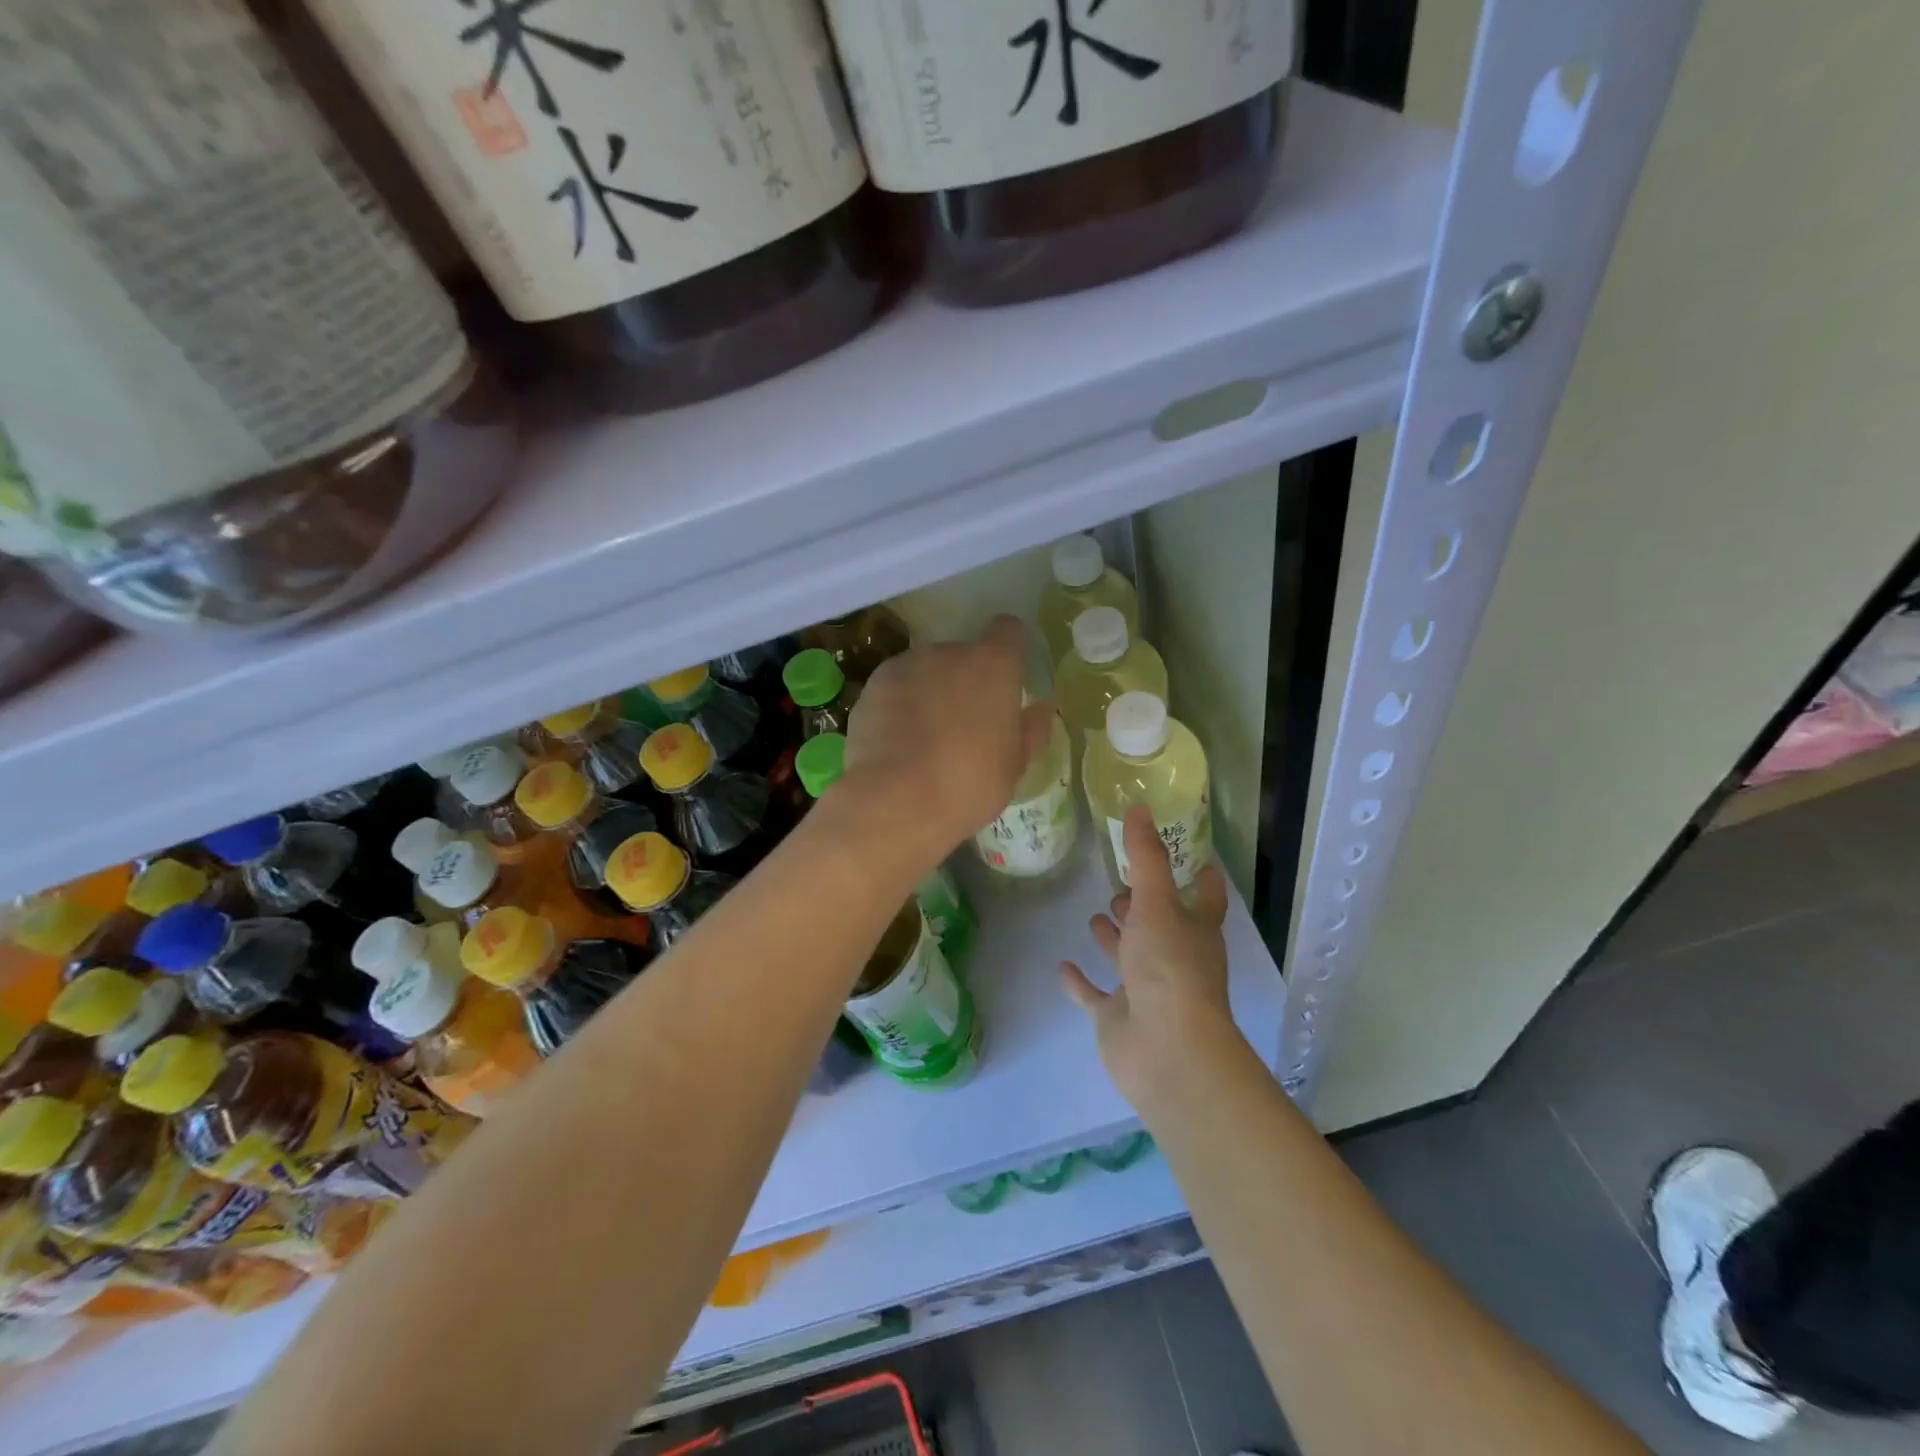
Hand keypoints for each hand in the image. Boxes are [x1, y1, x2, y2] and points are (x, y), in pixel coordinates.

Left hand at [840, 616, 1053, 867]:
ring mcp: (905, 665)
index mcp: (993, 665)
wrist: (894, 800)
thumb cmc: (968, 784)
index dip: (1009, 649)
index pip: (1008, 631)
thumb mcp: (1014, 766)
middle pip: (963, 654)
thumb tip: (1041, 708)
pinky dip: (898, 706)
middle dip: (965, 680)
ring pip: (926, 671)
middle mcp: (948, 652)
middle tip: (964, 724)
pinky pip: (894, 689)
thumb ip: (1030, 730)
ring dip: (930, 691)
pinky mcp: (872, 686)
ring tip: (925, 738)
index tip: (1006, 678)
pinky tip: (897, 743)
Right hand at [1061, 807, 1242, 1111]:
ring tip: (1096, 915)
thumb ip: (1146, 858)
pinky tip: (1063, 966)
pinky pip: (1095, 996)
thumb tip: (1139, 807)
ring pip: (1129, 958)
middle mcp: (1174, 958)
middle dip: (1143, 906)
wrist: (1166, 1050)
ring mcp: (1144, 990)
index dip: (1201, 877)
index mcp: (1194, 931)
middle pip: (1160, 926)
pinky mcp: (1117, 1018)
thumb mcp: (1157, 903)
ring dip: (1114, 939)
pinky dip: (1081, 983)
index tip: (1191, 855)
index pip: (1205, 897)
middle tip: (1119, 884)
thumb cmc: (1170, 968)